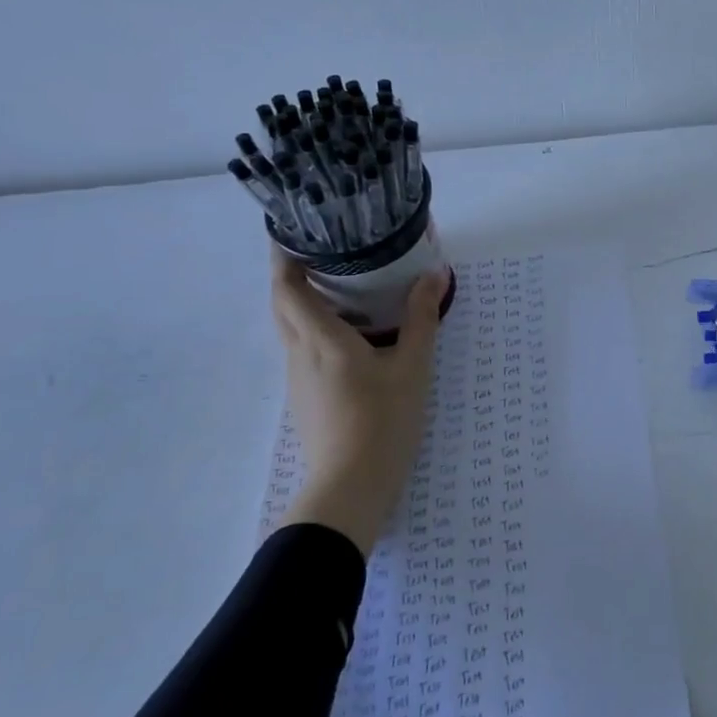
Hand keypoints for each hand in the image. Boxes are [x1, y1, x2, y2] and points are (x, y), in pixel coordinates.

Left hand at [270, 251, 445, 552]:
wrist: (352, 486)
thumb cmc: (382, 421)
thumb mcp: (412, 367)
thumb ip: (422, 318)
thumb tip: (435, 274)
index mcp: (320, 339)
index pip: (286, 287)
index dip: (283, 257)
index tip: (292, 231)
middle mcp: (299, 353)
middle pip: (281, 304)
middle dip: (291, 274)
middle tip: (321, 252)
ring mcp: (299, 379)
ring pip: (291, 328)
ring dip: (303, 302)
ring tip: (338, 285)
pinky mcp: (307, 398)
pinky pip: (303, 350)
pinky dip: (315, 329)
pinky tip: (348, 334)